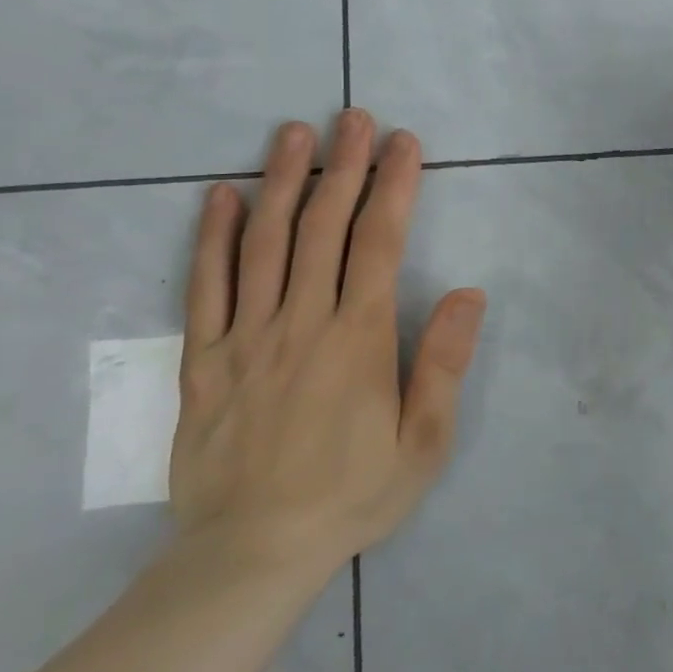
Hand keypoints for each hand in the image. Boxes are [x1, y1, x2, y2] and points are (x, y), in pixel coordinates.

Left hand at [170, 111, 485, 577]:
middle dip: (343, 167)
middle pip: (323, 228)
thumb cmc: (353, 494)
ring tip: (293, 134)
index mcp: (358, 339)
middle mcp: (301, 323)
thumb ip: (443, 363)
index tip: (403, 143)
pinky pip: (205, 288)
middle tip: (353, 117)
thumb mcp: (424, 442)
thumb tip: (468, 293)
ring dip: (282, 182)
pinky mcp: (204, 361)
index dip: (394, 187)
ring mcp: (246, 338)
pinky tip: (220, 197)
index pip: (379, 243)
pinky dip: (212, 238)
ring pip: (264, 244)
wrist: (252, 554)